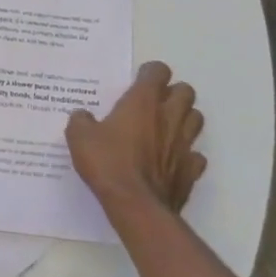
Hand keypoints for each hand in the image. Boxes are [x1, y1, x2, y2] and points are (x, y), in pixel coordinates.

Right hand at [67, 61, 205, 217]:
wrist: (135, 205)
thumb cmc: (107, 163)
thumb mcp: (79, 137)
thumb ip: (81, 121)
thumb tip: (82, 116)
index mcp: (143, 102)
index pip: (158, 71)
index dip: (149, 73)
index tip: (137, 82)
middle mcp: (168, 116)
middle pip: (186, 91)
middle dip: (173, 93)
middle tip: (154, 104)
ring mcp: (184, 143)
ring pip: (197, 119)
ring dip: (185, 119)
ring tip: (166, 128)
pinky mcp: (191, 170)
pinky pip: (196, 155)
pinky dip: (187, 154)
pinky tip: (172, 160)